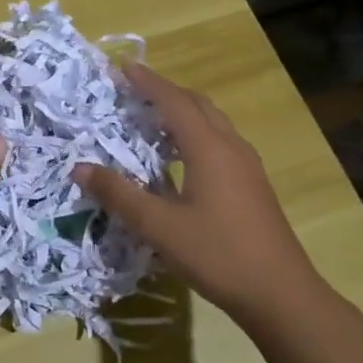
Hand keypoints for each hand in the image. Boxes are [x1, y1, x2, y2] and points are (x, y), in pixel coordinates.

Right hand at [75, 63, 319, 317]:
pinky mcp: (253, 185)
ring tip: (153, 118)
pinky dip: (195, 134)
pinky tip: (181, 157)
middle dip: (166, 92)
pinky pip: (220, 142)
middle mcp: (231, 148)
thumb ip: (119, 195)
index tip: (123, 67)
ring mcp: (247, 167)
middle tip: (134, 90)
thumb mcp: (159, 227)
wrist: (282, 294)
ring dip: (183, 112)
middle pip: (197, 105)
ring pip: (213, 123)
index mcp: (209, 149)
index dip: (148, 83)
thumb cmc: (218, 254)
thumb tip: (80, 168)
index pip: (174, 102)